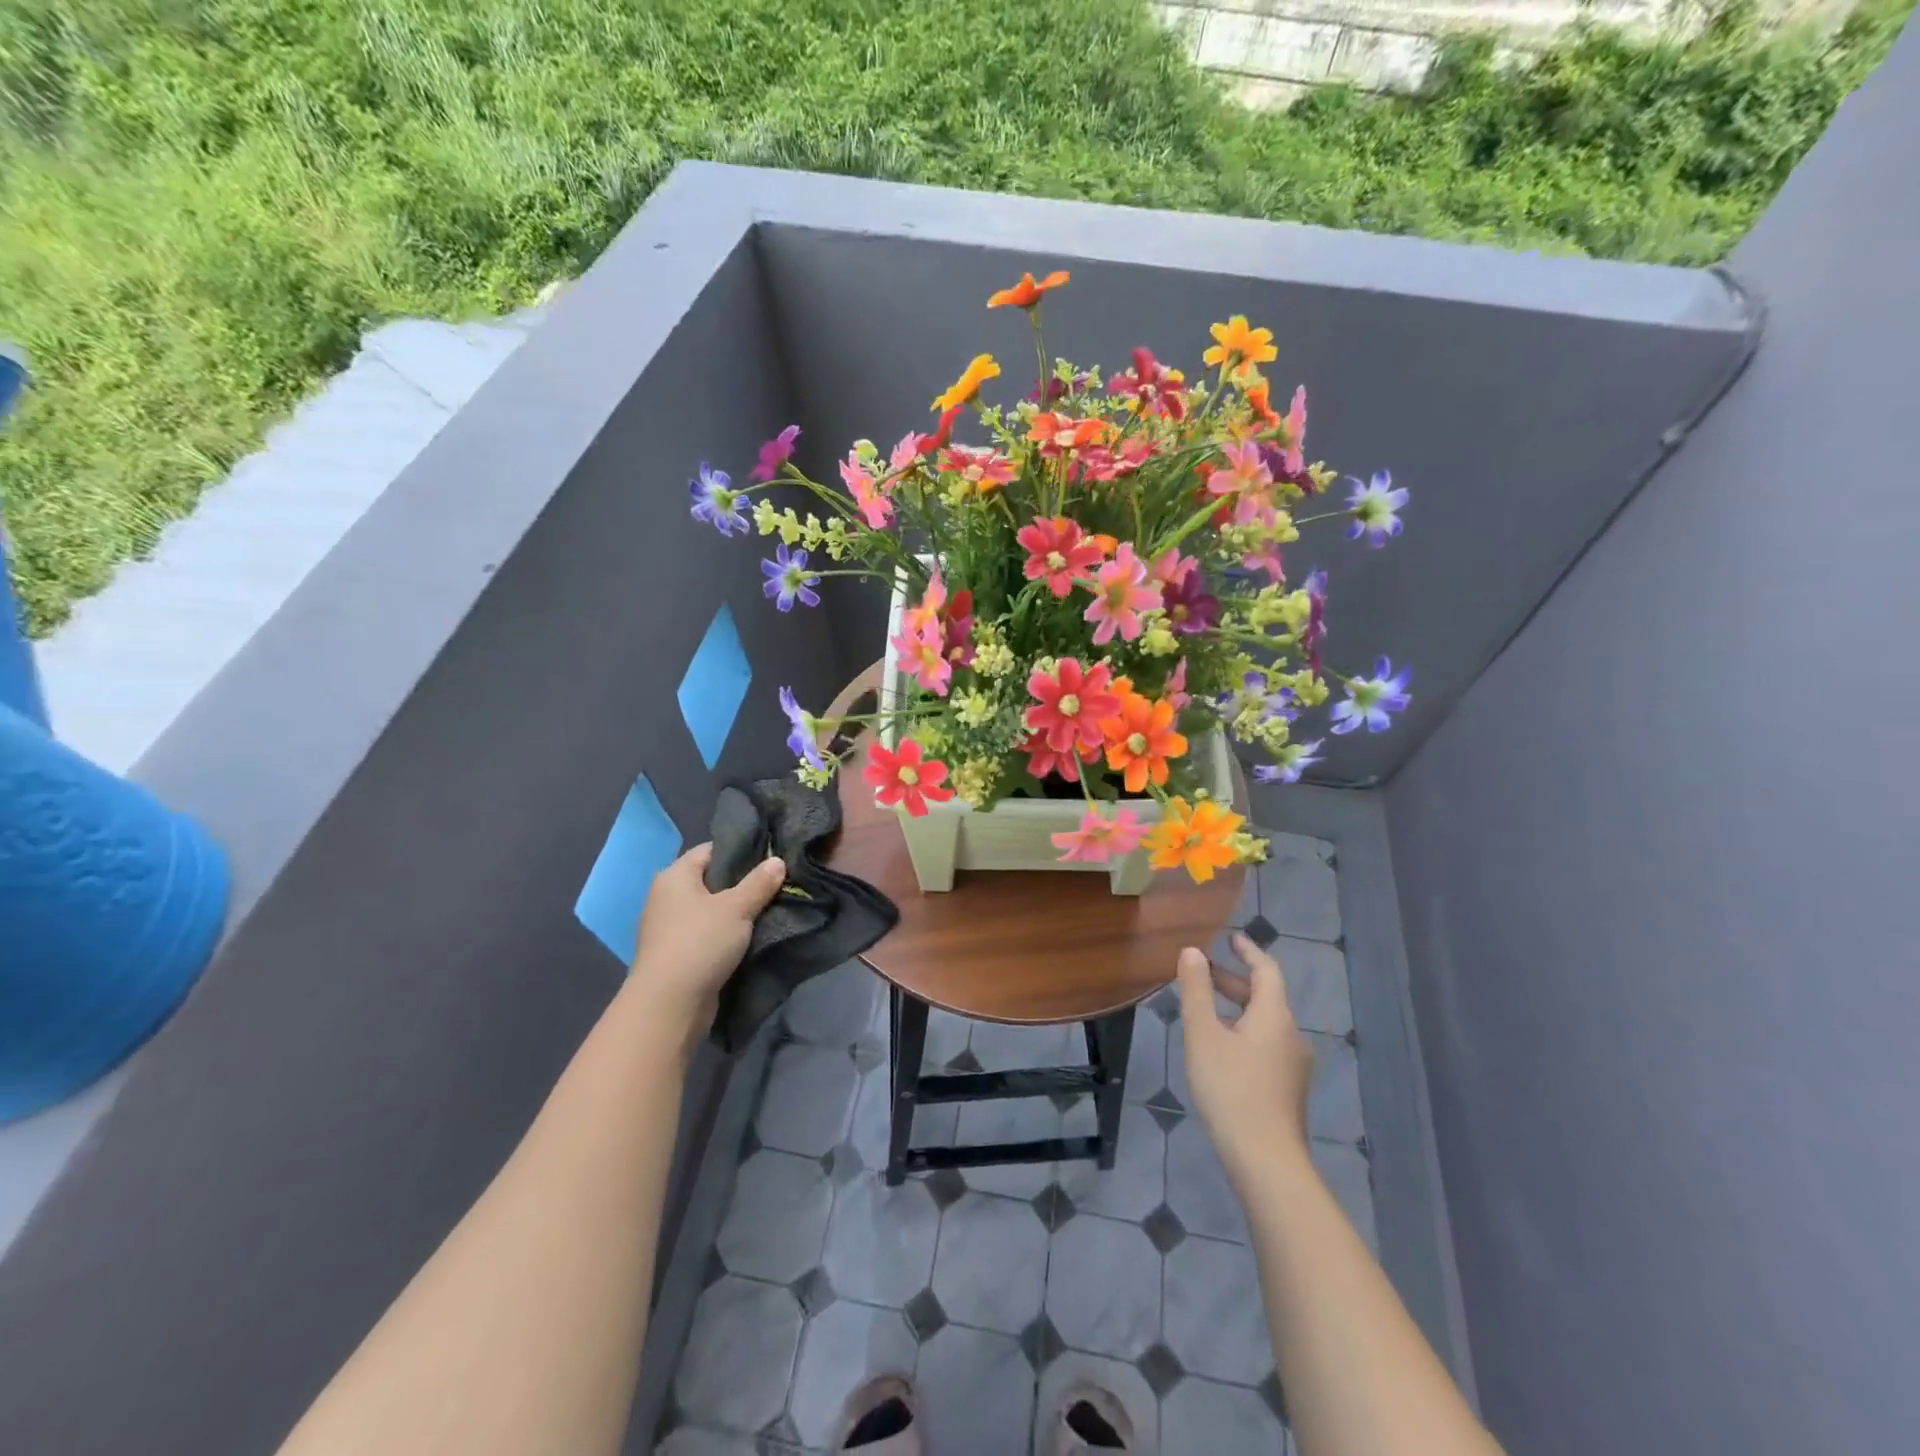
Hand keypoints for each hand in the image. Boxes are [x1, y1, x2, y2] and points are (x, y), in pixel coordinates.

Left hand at [628, 844, 785, 1046]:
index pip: (710, 850)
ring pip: (710, 909)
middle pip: (710, 880)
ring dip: (735, 912)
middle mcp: (666, 897)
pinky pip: (706, 934)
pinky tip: (750, 937)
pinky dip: (725, 934)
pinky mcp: (676, 954)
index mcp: (675, 876)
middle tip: (775, 885)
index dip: (740, 851)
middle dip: (741, 883)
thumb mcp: (737, 907)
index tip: (769, 858)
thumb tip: (777, 861)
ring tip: (768, 910)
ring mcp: (669, 927)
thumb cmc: (701, 942)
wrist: (669, 1004)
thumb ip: (759, 882)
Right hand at [1176, 932, 1313, 1183]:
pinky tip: (1220, 1049)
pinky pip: (1266, 1044)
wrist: (1266, 1161)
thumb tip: (1192, 952)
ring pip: (1265, 1022)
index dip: (1249, 951)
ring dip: (1237, 1007)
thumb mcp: (1203, 1035)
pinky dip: (1243, 1031)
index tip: (1230, 937)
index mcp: (1274, 1015)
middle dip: (1234, 980)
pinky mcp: (1288, 1088)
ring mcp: (1293, 1064)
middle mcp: (1291, 1034)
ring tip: (1205, 1010)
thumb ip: (1196, 990)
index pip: (1267, 970)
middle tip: (1202, 972)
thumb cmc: (1230, 1089)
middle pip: (1265, 996)